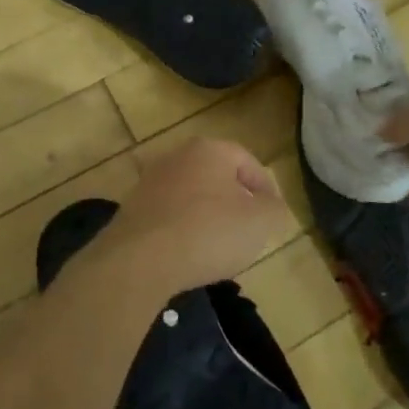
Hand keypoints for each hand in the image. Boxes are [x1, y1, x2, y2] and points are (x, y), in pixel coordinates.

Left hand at [96, 138, 294, 297]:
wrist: (140, 259)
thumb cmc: (208, 232)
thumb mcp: (259, 223)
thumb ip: (275, 210)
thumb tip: (272, 205)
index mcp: (210, 149)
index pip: (248, 162)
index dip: (266, 189)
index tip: (274, 215)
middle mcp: (178, 156)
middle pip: (218, 176)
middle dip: (236, 200)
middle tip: (249, 229)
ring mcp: (151, 180)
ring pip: (192, 195)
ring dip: (208, 215)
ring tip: (219, 245)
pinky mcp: (133, 207)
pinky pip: (170, 214)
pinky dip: (183, 228)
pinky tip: (189, 253)